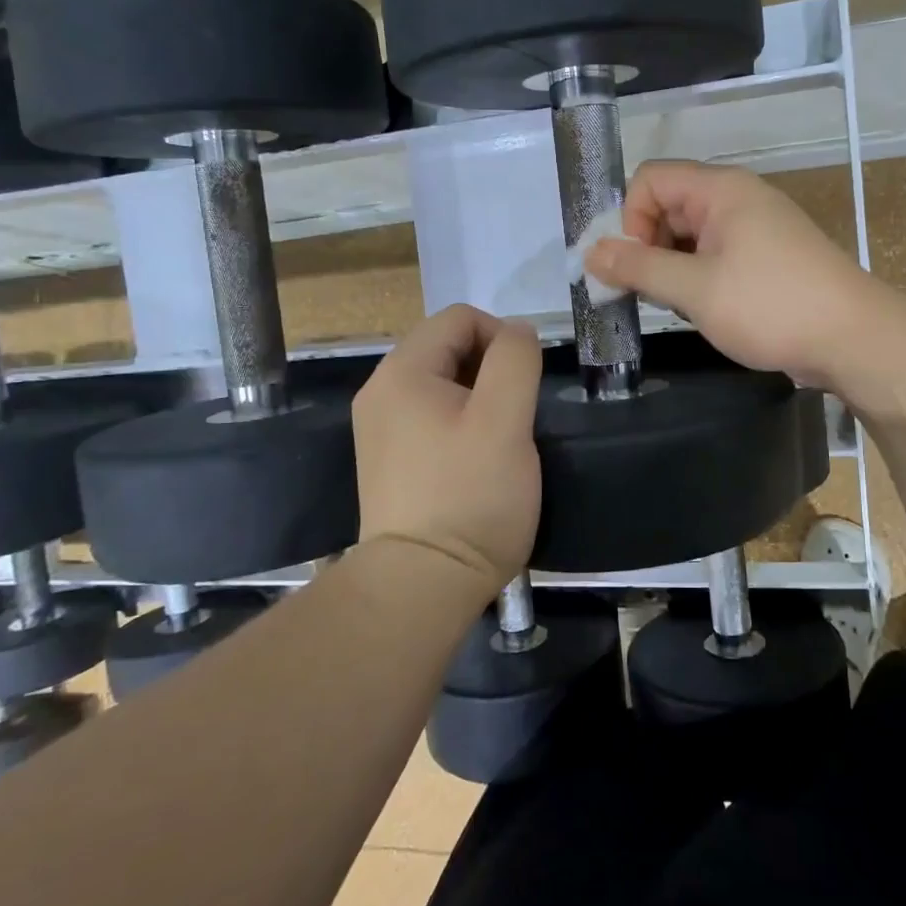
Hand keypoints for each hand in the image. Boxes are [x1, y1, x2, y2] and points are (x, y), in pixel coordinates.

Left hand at [352, 305, 542, 588]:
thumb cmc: (470, 497)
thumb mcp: (506, 419)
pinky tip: (477, 460)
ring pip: (442, 384)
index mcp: (402, 372)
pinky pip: (430, 417)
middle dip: (491, 368)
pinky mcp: (389, 460)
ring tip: (501, 439)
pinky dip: (460, 423)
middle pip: (448, 347)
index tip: (525, 383)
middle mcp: (381, 392)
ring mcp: (380, 429)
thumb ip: (515, 360)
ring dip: (480, 397)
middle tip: (516, 414)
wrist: (420, 587)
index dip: (502, 337)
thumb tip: (517, 332)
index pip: (460, 318)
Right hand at [582, 161, 883, 389]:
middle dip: (647, 247)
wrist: (854, 340)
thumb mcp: (695, 289)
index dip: (630, 219)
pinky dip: (698, 278)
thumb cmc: (771, 306)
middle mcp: (737, 199)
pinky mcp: (767, 258)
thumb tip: (590, 253)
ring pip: (690, 236)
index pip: (650, 180)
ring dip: (672, 268)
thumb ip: (639, 268)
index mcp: (721, 190)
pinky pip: (715, 255)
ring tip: (680, 306)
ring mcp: (755, 228)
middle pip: (668, 206)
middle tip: (648, 294)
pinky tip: (704, 310)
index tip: (634, 266)